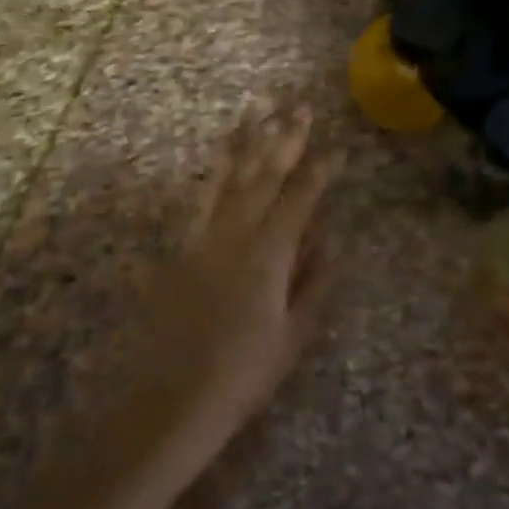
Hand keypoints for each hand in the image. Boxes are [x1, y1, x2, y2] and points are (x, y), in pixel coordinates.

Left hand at [129, 107, 340, 447]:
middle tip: (301, 107)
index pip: (300, 200)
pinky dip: (215, 170)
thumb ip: (314, 283)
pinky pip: (201, 197)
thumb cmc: (244, 374)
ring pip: (229, 177)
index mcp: (270, 255)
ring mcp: (204, 237)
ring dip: (247, 141)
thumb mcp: (294, 334)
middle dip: (286, 139)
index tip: (336, 148)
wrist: (172, 400)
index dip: (320, 172)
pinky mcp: (181, 247)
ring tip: (259, 109)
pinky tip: (221, 153)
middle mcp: (236, 235)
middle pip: (264, 176)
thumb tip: (330, 241)